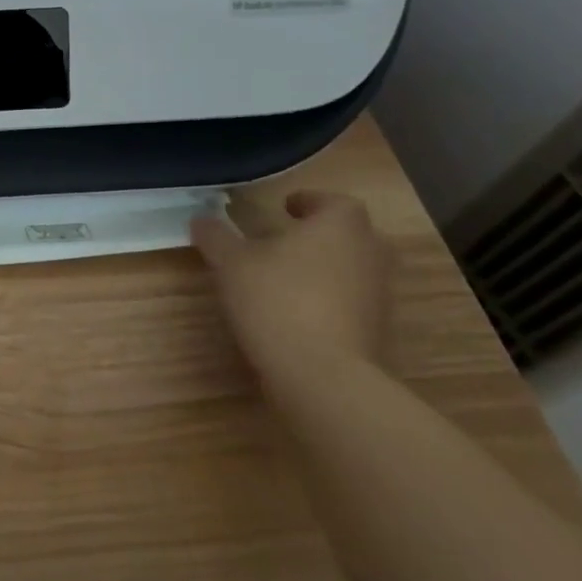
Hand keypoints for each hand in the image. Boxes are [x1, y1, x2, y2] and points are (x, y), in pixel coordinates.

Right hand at [192, 190, 394, 389]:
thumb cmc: (278, 300)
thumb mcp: (231, 262)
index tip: (285, 208)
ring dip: (326, 269)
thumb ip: (216, 236)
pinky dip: (331, 302)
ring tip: (286, 277)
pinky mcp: (378, 334)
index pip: (335, 202)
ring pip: (353, 270)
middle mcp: (369, 255)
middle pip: (351, 235)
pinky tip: (297, 314)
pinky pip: (353, 305)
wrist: (324, 378)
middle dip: (321, 235)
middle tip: (287, 240)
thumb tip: (202, 219)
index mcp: (340, 226)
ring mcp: (379, 297)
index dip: (310, 202)